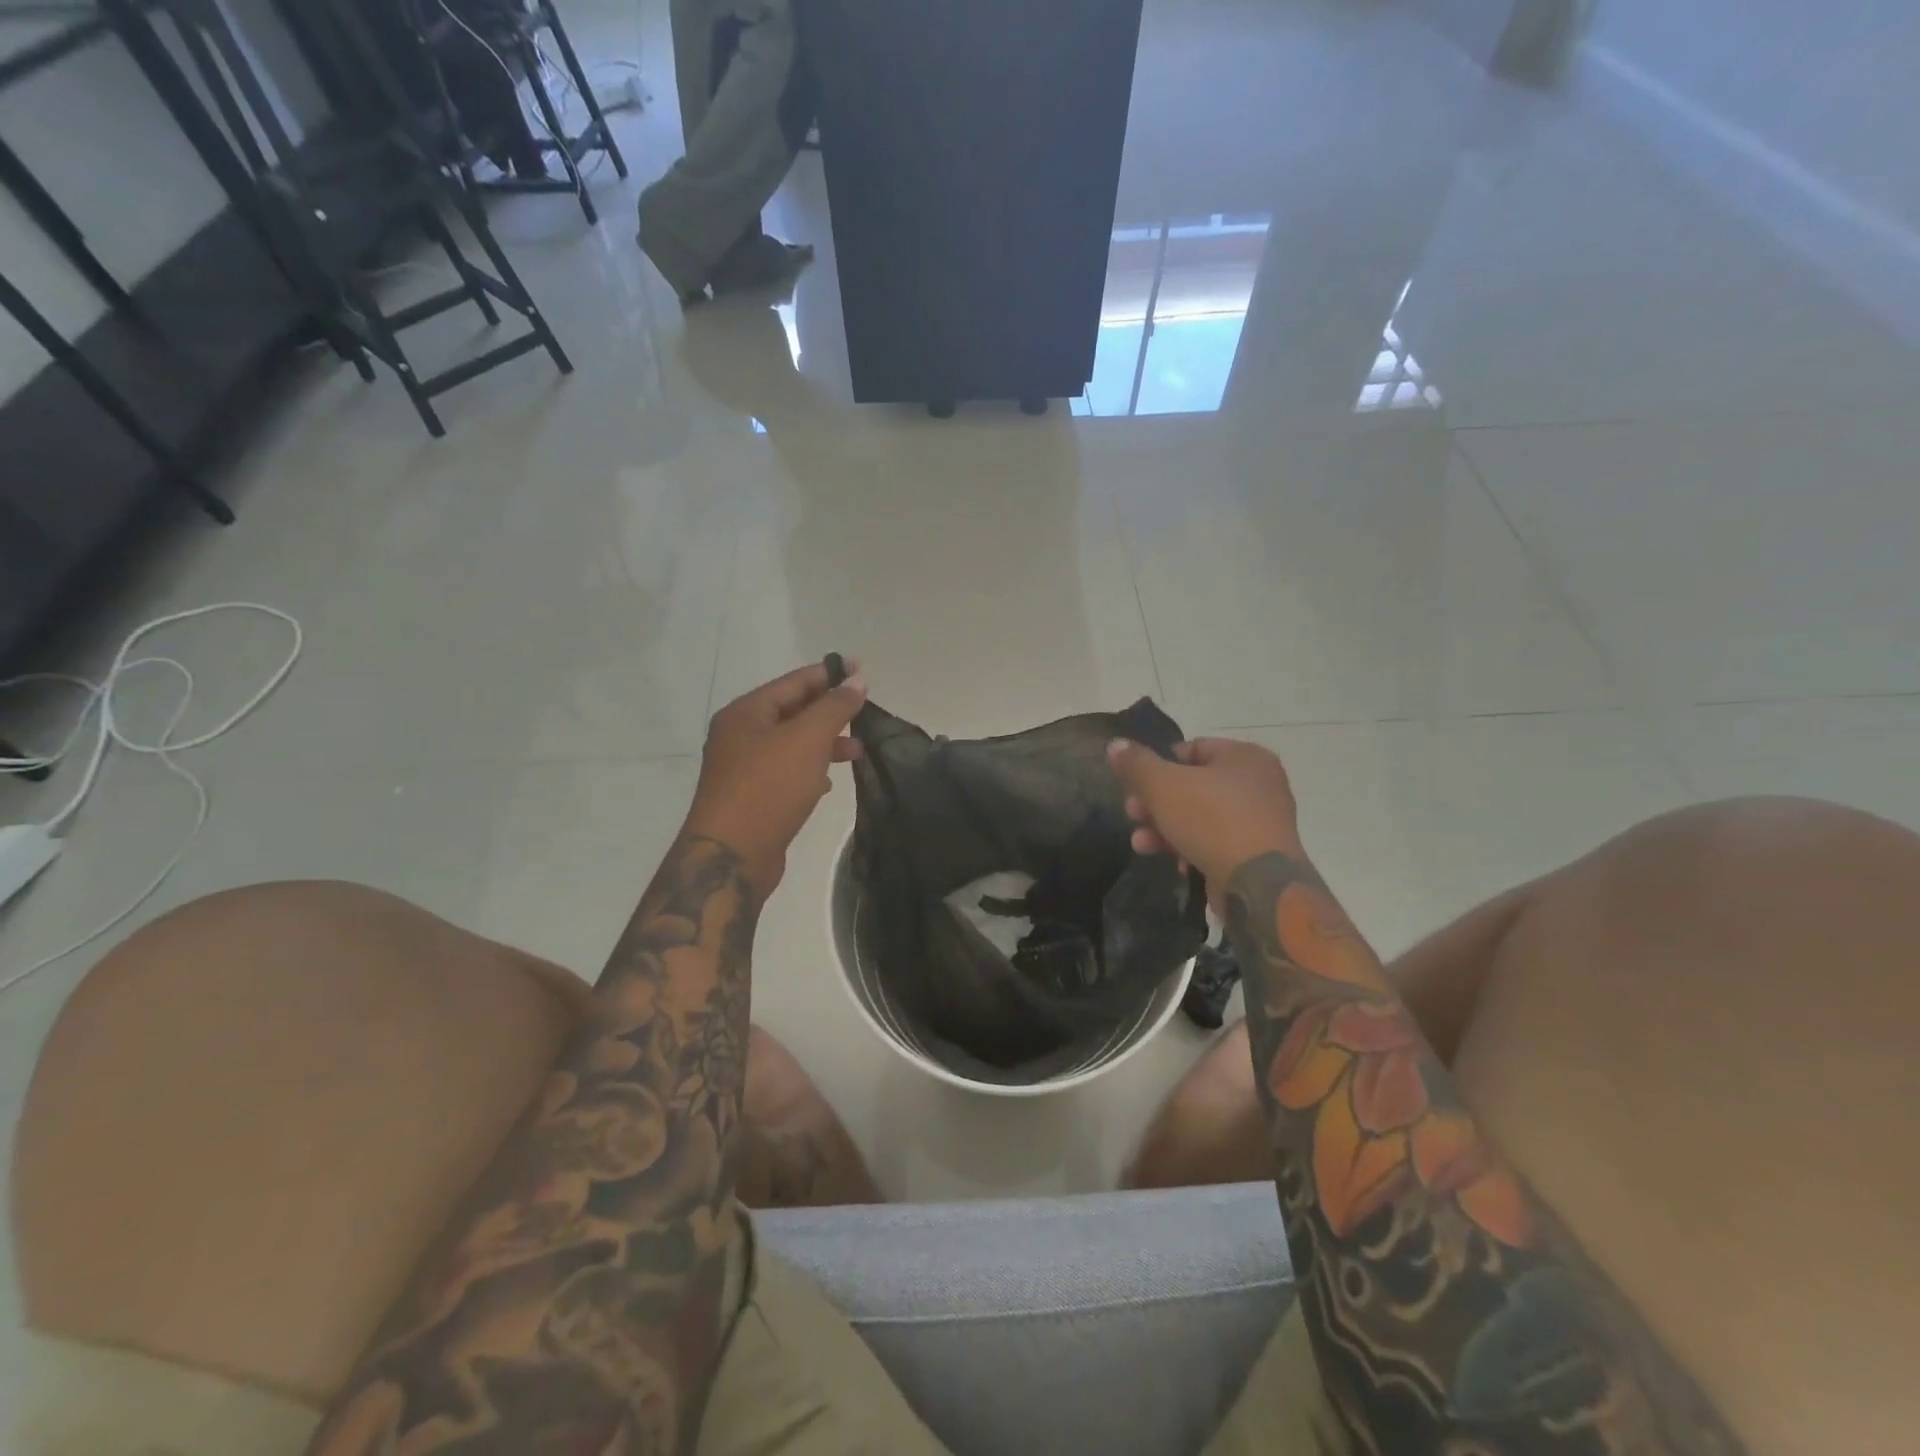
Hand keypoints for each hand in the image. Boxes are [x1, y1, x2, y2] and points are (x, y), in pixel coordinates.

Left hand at [683, 661, 867, 899]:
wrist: (731, 856)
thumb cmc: (769, 788)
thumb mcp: (807, 739)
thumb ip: (835, 707)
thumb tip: (857, 678)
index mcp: (746, 713)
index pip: (794, 681)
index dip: (830, 674)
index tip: (862, 670)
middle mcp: (740, 735)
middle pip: (792, 711)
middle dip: (830, 711)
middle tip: (865, 711)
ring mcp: (743, 768)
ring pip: (792, 744)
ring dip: (825, 743)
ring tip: (858, 749)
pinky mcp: (752, 797)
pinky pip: (786, 772)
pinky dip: (810, 770)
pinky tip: (829, 782)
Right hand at [1106, 737, 1304, 902]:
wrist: (1258, 884)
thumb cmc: (1211, 821)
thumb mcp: (1163, 786)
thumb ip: (1136, 764)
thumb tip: (1115, 744)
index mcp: (1244, 756)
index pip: (1191, 749)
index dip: (1158, 765)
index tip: (1135, 787)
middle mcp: (1259, 783)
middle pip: (1192, 785)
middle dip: (1156, 803)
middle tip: (1133, 815)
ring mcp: (1261, 820)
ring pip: (1201, 817)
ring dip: (1166, 829)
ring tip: (1141, 844)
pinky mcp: (1257, 853)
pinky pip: (1217, 842)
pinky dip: (1192, 848)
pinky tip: (1177, 864)